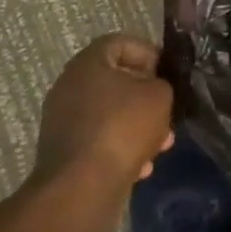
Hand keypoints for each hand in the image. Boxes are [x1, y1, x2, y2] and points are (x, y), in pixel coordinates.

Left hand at [27, 33, 174, 197]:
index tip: (166, 73)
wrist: (81, 188)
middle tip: (167, 112)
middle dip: (146, 98)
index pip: (120, 43)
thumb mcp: (159, 96)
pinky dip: (121, 148)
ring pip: (110, 114)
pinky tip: (141, 167)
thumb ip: (161, 84)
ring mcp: (63, 121)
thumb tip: (154, 90)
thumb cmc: (122, 128)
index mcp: (87, 63)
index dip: (148, 53)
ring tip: (161, 145)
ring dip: (138, 126)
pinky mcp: (64, 153)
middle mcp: (69, 87)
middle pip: (116, 81)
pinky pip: (99, 140)